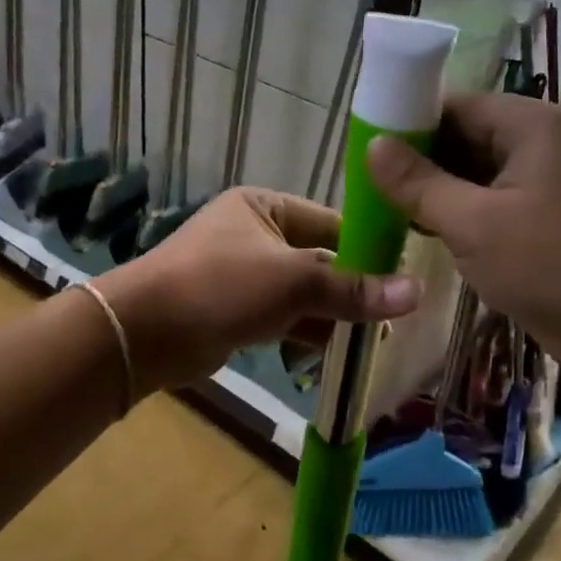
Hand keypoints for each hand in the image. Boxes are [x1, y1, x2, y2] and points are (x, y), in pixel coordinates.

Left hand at [95, 188, 420, 394]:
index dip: (368, 248)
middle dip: (353, 288)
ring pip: (303, 293)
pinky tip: (341, 353)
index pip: (331, 222)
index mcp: (265, 207)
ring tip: (377, 339)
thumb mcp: (293, 281)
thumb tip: (416, 293)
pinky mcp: (235, 311)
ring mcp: (243, 275)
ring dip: (334, 315)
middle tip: (396, 315)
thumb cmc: (221, 286)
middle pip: (319, 260)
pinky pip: (284, 317)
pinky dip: (309, 332)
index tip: (406, 274)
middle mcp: (254, 234)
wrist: (144, 332)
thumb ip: (353, 289)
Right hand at [367, 94, 560, 374]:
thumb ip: (419, 183)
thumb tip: (373, 144)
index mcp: (531, 124)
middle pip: (465, 136)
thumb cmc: (553, 265)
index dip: (408, 124)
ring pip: (475, 172)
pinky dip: (460, 212)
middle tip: (369, 187)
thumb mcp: (474, 223)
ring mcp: (545, 181)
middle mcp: (540, 142)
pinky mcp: (545, 216)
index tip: (365, 151)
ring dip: (436, 190)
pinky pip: (491, 200)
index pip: (455, 105)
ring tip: (385, 209)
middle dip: (419, 161)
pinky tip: (424, 229)